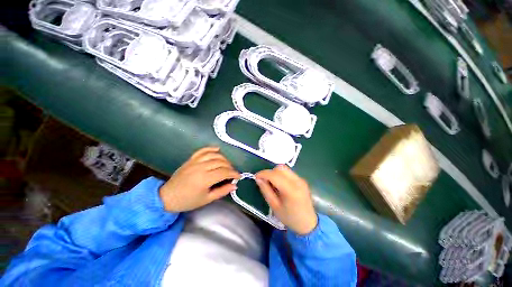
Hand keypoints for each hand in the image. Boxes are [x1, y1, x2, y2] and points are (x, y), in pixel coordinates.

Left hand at [159, 146, 240, 211]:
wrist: (167, 197)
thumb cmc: (188, 201)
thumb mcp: (207, 199)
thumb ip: (222, 191)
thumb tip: (235, 186)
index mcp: (205, 179)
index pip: (224, 172)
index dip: (233, 173)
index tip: (238, 176)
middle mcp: (201, 167)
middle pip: (221, 162)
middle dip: (230, 167)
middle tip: (232, 172)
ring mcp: (195, 162)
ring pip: (214, 155)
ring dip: (223, 158)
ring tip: (227, 164)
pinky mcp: (191, 159)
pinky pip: (203, 150)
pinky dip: (211, 148)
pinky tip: (217, 149)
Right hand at [255, 165, 317, 234]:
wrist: (308, 223)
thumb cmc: (289, 217)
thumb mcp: (274, 206)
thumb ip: (265, 190)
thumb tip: (258, 178)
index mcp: (291, 190)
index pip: (274, 175)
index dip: (263, 173)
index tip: (256, 177)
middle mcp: (297, 181)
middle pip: (280, 168)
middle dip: (270, 172)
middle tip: (264, 180)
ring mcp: (301, 179)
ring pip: (284, 168)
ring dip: (275, 172)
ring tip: (271, 183)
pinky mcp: (302, 180)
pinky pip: (288, 172)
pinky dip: (281, 175)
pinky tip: (279, 184)